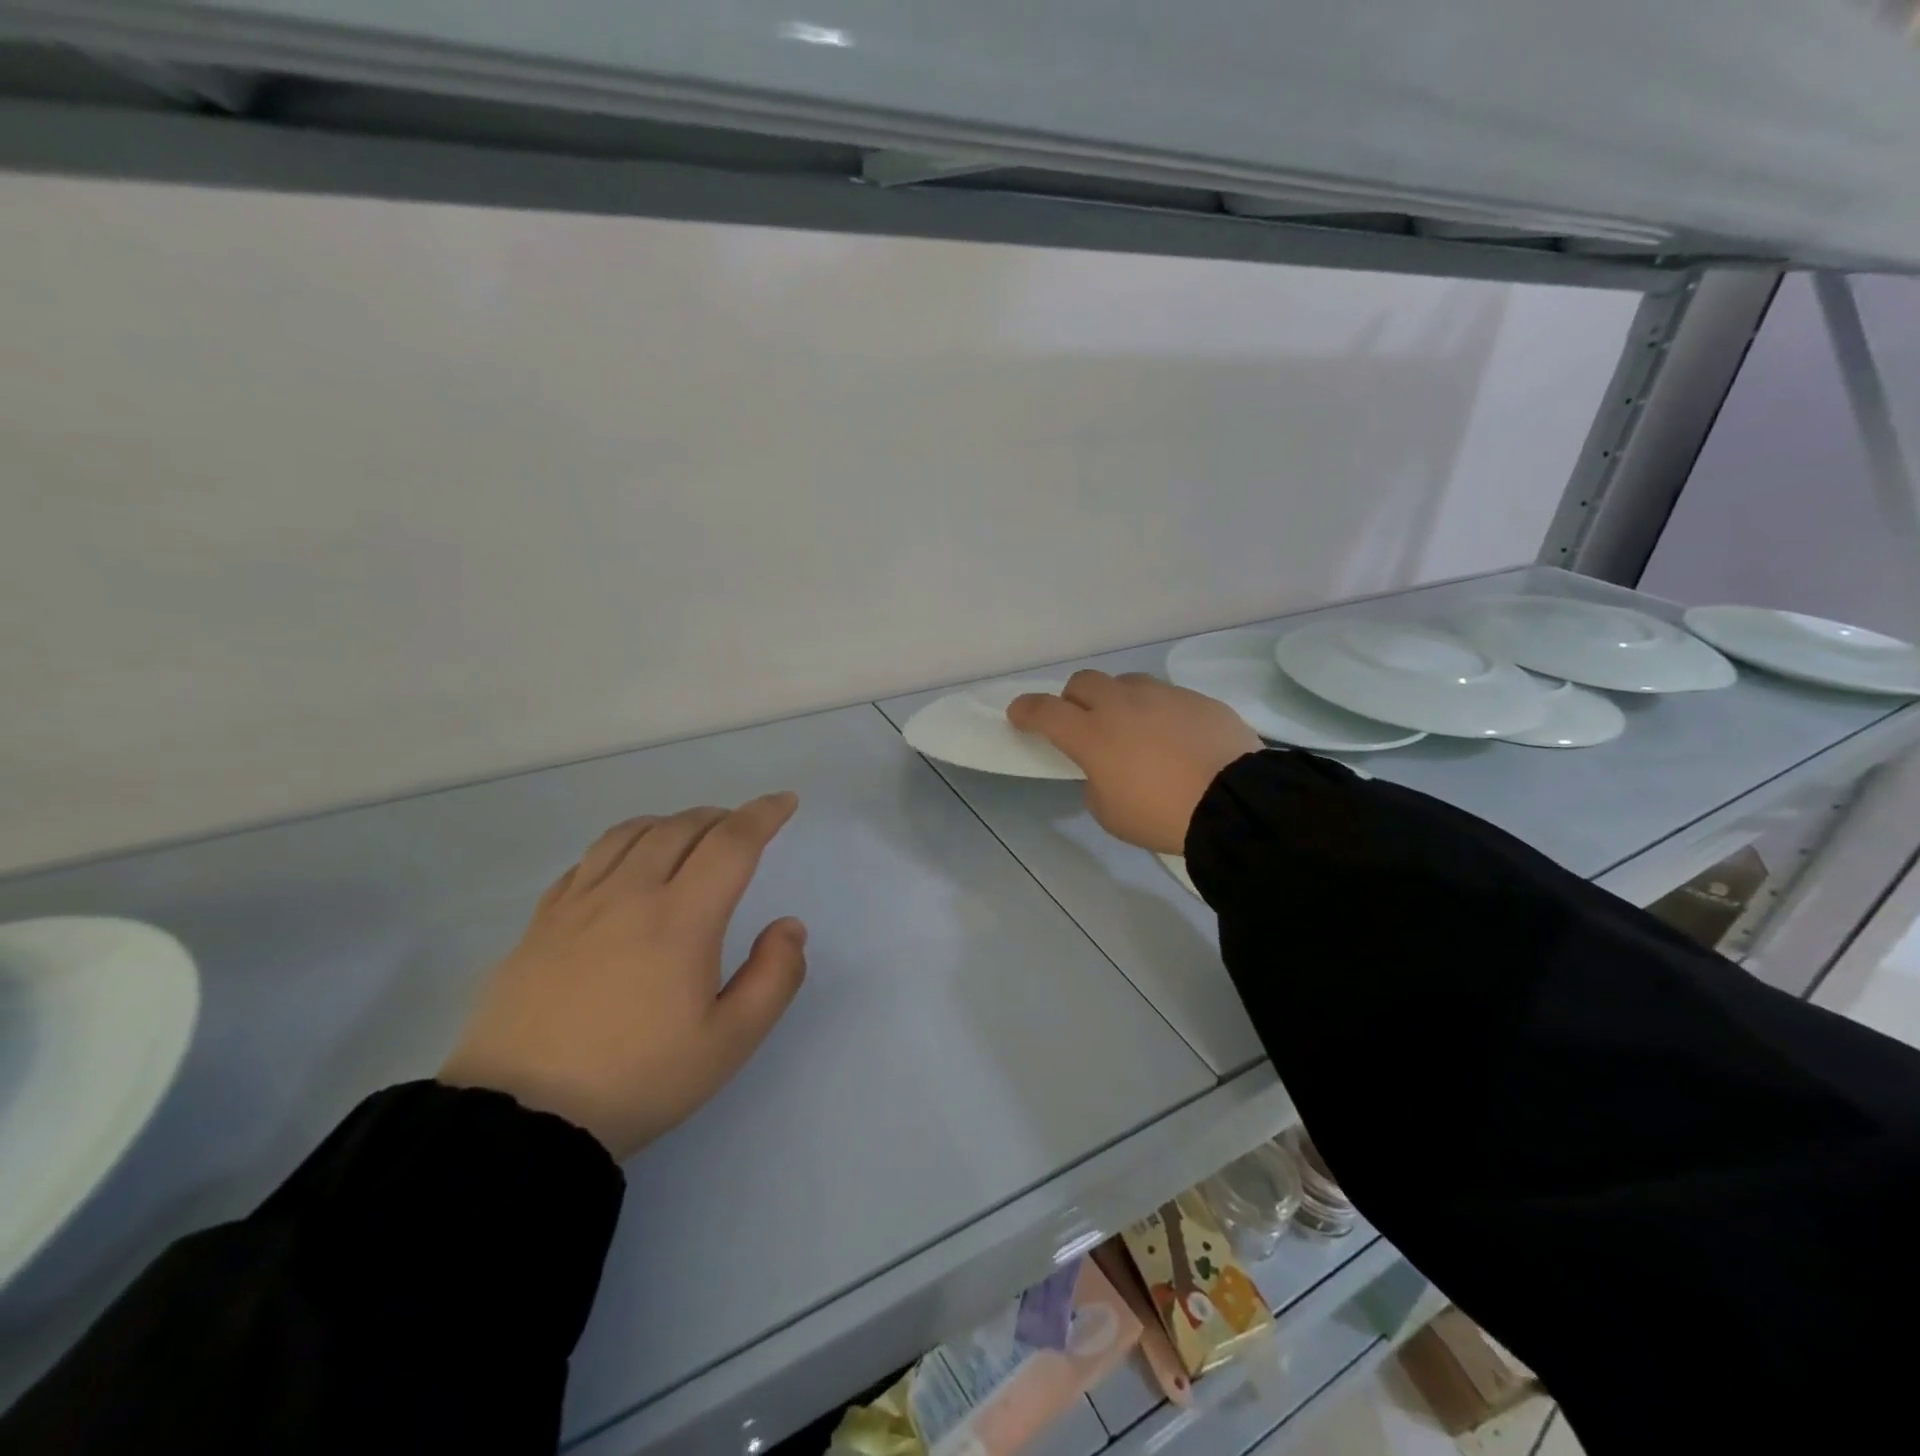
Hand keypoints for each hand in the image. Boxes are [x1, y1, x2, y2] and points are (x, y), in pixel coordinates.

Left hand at [440, 794, 806, 1160]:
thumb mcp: (730, 1042)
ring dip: (671, 822)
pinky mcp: (540, 923)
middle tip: (741, 828)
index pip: (732, 843)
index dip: (763, 814)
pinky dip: (621, 845)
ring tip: (688, 834)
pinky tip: (625, 866)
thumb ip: (774, 977)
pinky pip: (587, 860)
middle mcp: (630, 894)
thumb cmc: (639, 1080)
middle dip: (721, 817)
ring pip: (630, 833)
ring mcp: (578, 905)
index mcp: (681, 919)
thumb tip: (788, 926)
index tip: (784, 802)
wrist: (521, 1121)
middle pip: (682, 827)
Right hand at [1008, 672, 1260, 853]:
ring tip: (1133, 728)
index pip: (1045, 711)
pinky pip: (1166, 696)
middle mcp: (1121, 704)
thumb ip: (1096, 783)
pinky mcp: (1197, 699)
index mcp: (1091, 735)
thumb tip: (1106, 770)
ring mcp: (1162, 696)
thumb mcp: (1110, 813)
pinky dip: (1158, 712)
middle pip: (1083, 682)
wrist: (1234, 802)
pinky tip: (1175, 738)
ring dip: (1117, 700)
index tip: (1019, 714)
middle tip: (1083, 723)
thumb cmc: (1160, 815)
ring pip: (1126, 683)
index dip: (1026, 711)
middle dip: (1074, 699)